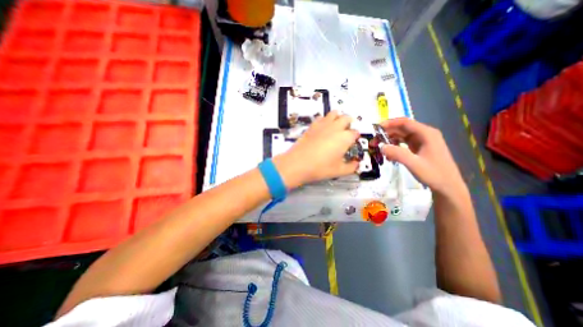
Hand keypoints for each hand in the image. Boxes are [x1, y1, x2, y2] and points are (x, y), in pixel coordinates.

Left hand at [272, 109, 360, 188]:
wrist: (298, 163)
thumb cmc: (320, 168)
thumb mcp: (339, 171)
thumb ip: (351, 167)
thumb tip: (356, 164)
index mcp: (345, 138)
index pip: (355, 133)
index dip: (355, 137)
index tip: (353, 143)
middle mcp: (335, 127)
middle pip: (346, 118)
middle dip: (349, 124)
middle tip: (346, 133)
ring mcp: (323, 125)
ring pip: (334, 113)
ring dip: (338, 118)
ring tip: (335, 127)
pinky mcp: (312, 126)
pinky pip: (321, 117)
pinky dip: (325, 120)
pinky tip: (323, 128)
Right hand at [381, 118, 466, 196]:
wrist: (448, 187)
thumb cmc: (434, 174)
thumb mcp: (414, 164)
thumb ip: (397, 154)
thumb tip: (381, 146)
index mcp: (426, 134)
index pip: (405, 123)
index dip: (389, 123)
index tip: (376, 129)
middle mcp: (424, 134)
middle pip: (402, 128)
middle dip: (387, 133)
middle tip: (374, 141)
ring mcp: (421, 141)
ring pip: (401, 136)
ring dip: (389, 140)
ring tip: (379, 148)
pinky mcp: (419, 148)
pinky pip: (403, 143)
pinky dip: (394, 146)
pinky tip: (389, 155)